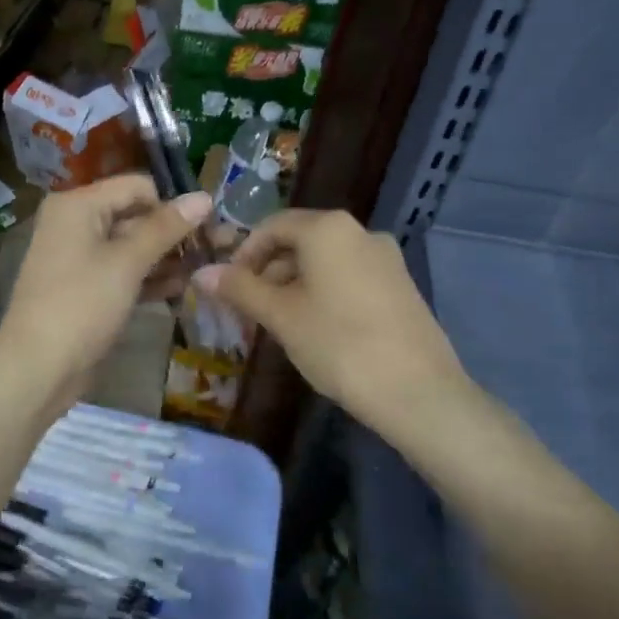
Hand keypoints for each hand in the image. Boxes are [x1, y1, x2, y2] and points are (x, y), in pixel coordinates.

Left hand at [0, 176, 211, 399]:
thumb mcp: (127, 262)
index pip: (137, 187)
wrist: (37, 368)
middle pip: (135, 215)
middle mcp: (76, 222)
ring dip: (166, 257)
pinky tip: (182, 288)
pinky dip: (148, 277)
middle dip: (174, 233)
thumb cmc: (82, 304)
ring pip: (131, 246)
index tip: (209, 226)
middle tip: (217, 248)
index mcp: (78, 204)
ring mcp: (79, 257)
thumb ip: (166, 228)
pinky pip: (122, 271)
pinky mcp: (86, 288)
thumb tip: (204, 197)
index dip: (172, 203)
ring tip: (206, 269)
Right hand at [193, 209, 467, 433]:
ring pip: (324, 262)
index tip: (228, 288)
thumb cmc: (339, 345)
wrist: (418, 392)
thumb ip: (240, 289)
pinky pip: (349, 277)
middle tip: (249, 311)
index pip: (272, 226)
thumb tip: (200, 274)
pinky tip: (316, 330)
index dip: (243, 254)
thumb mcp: (281, 316)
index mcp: (328, 229)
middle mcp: (360, 232)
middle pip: (299, 241)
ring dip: (294, 285)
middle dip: (268, 272)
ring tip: (279, 325)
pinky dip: (323, 293)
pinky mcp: (400, 286)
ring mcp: (386, 258)